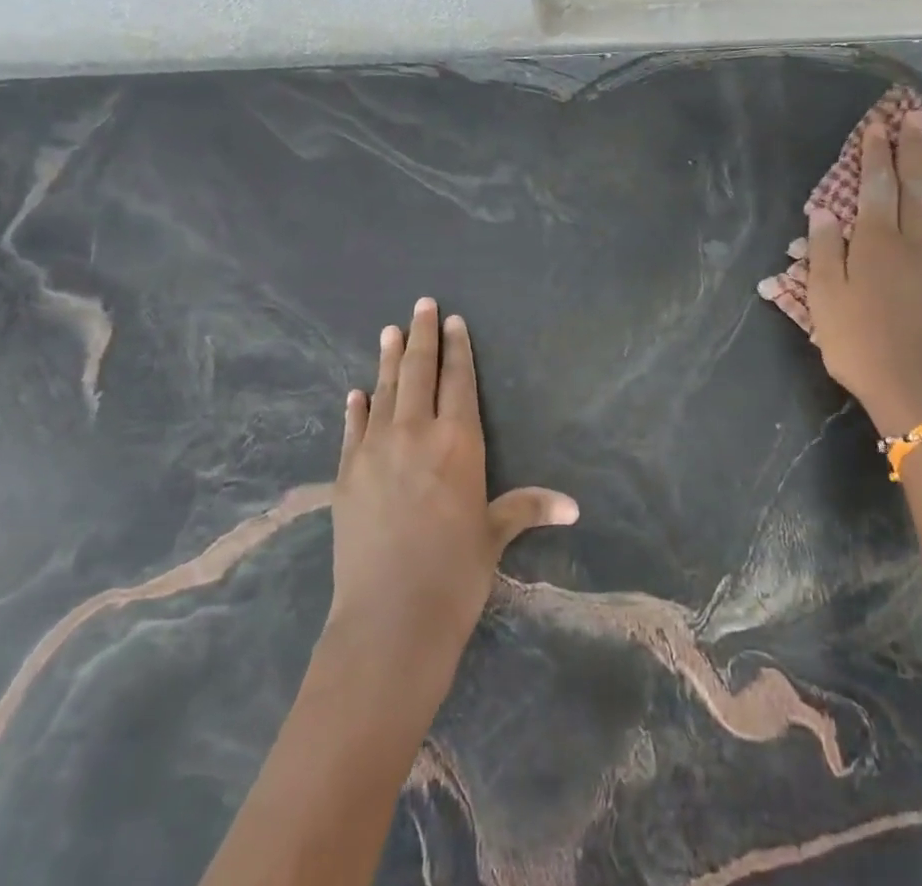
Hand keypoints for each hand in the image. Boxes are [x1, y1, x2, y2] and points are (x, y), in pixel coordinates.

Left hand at [325, 299, 578, 687]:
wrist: (390, 618)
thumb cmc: (455, 574)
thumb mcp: (494, 535)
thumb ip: (527, 507)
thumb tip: (574, 505)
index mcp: (459, 441)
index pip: (458, 380)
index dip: (457, 348)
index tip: (452, 320)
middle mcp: (416, 432)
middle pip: (419, 371)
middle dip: (421, 335)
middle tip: (421, 304)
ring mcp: (376, 448)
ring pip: (385, 390)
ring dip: (387, 358)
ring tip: (389, 330)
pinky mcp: (347, 471)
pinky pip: (353, 428)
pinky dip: (356, 407)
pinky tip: (357, 393)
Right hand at [805, 110, 921, 437]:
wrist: (917, 391)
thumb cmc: (859, 344)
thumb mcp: (824, 298)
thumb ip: (825, 251)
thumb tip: (826, 211)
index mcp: (876, 245)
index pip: (875, 189)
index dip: (876, 156)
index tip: (879, 126)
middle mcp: (917, 245)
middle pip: (916, 191)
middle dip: (915, 152)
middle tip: (919, 118)